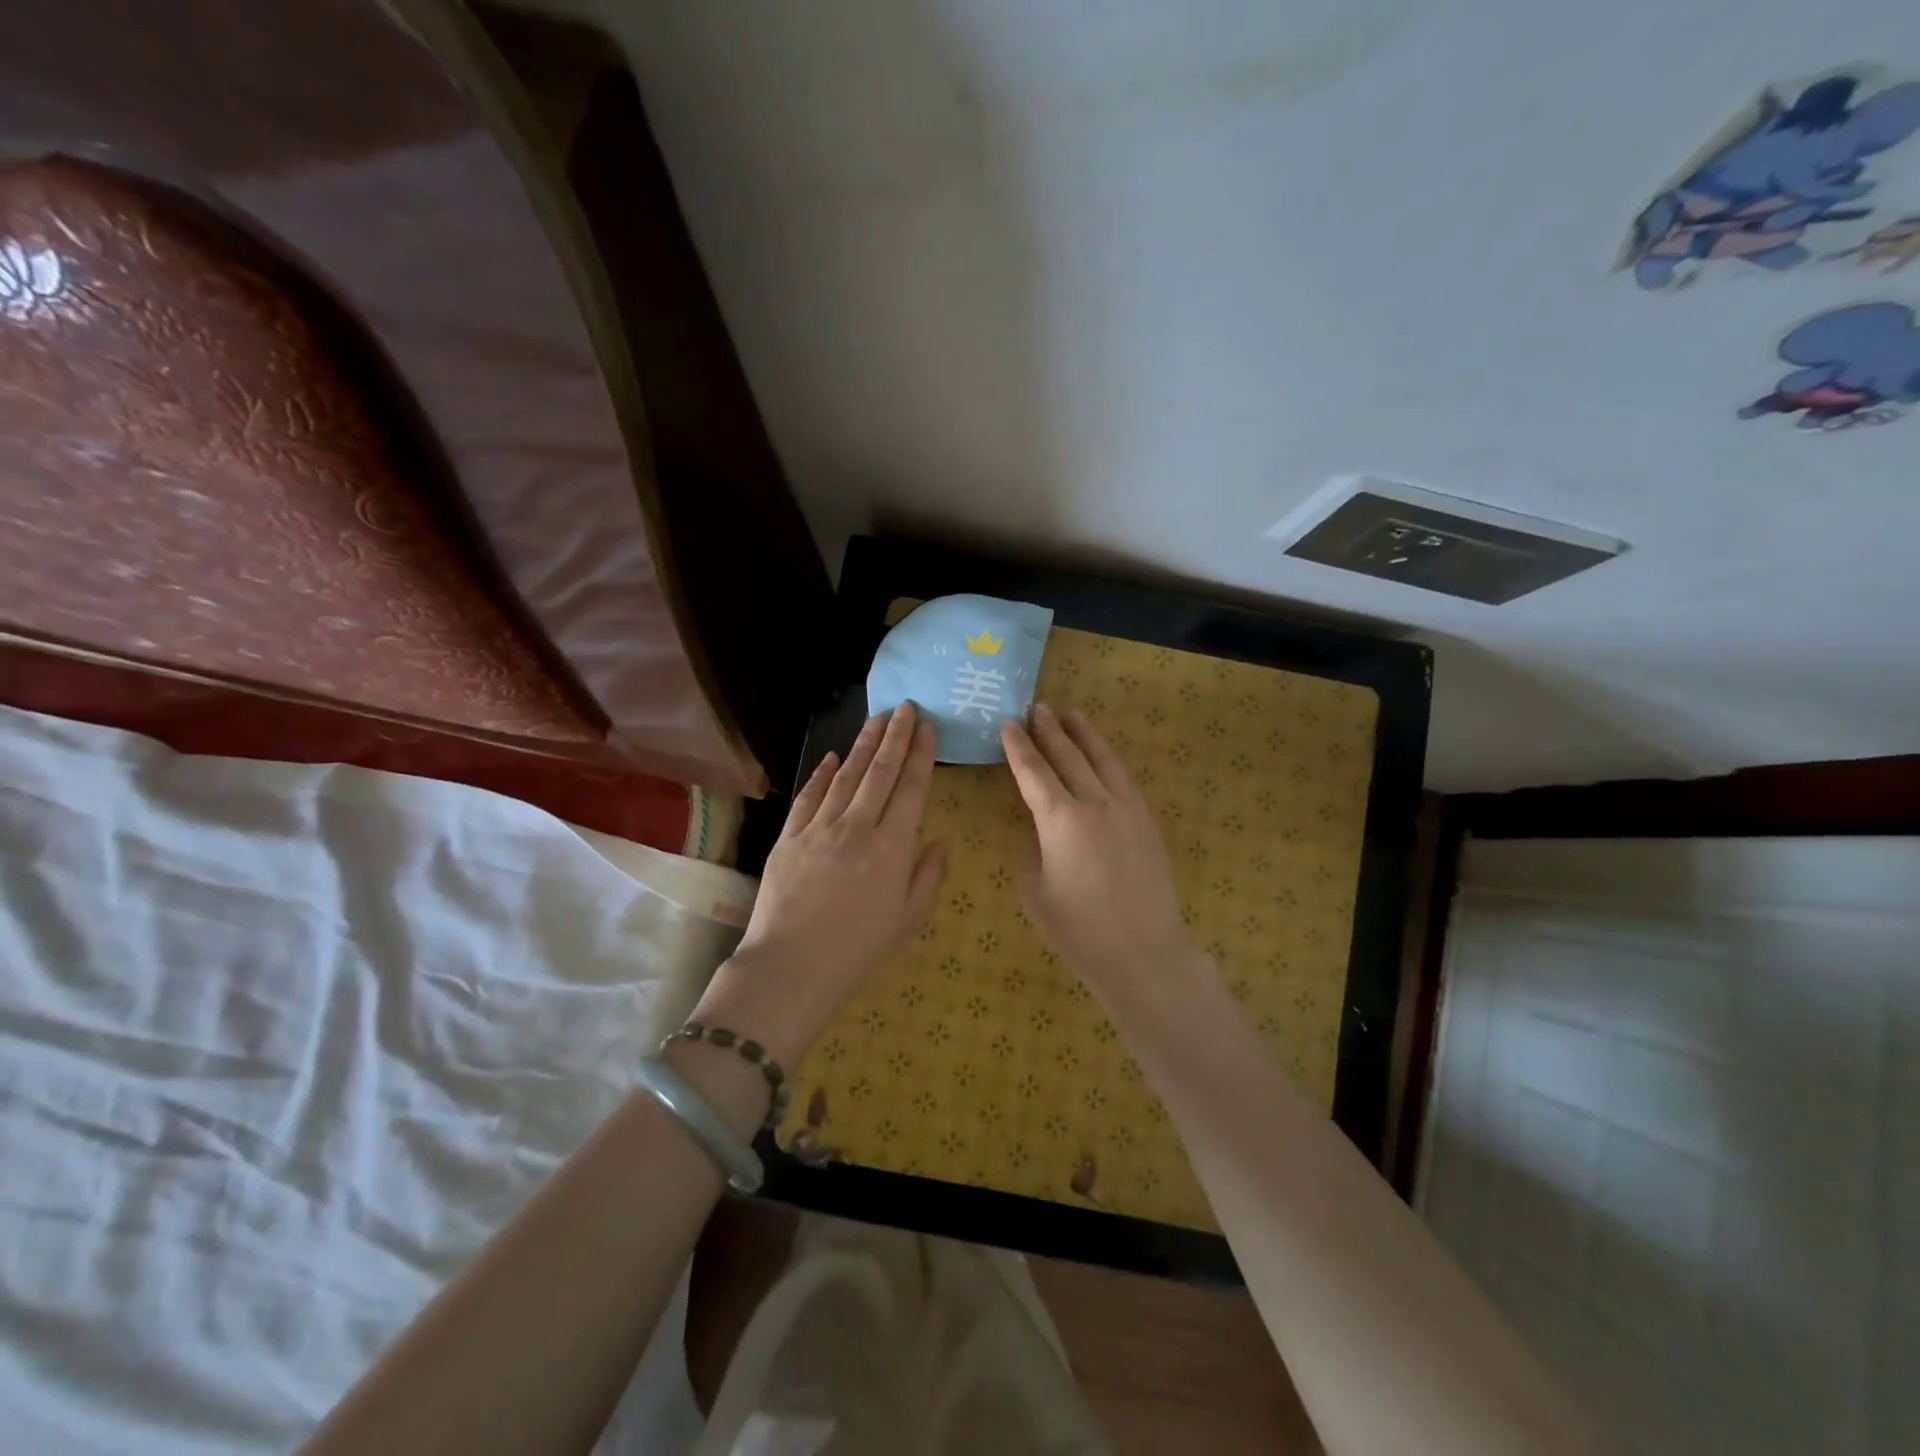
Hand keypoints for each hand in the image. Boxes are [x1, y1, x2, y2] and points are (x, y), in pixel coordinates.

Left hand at [696, 702, 946, 1065]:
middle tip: (906, 707)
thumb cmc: (857, 950)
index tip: (928, 727)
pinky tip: (831, 756)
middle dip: (895, 736)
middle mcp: (857, 827)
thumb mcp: (908, 920)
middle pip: (880, 771)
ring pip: (846, 775)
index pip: (911, 788)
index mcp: (892, 847)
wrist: (790, 967)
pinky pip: (809, 796)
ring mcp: (819, 828)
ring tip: (877, 719)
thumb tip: (938, 841)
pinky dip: (822, 773)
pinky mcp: (789, 836)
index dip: (921, 755)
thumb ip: (928, 877)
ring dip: (863, 744)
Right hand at [1001, 704, 1203, 998]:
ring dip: (1084, 734)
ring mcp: (1126, 808)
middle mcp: (1094, 803)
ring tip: (1071, 714)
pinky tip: (1102, 755)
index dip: (1018, 747)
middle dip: (1049, 730)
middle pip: (1068, 756)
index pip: (1034, 772)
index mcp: (1060, 820)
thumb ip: (1033, 848)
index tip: (1008, 724)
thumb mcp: (1035, 890)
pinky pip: (1124, 777)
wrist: (1142, 951)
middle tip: (1036, 708)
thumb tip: (1041, 830)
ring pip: (1102, 759)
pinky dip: (1108, 758)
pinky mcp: (1146, 820)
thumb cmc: (1078, 929)